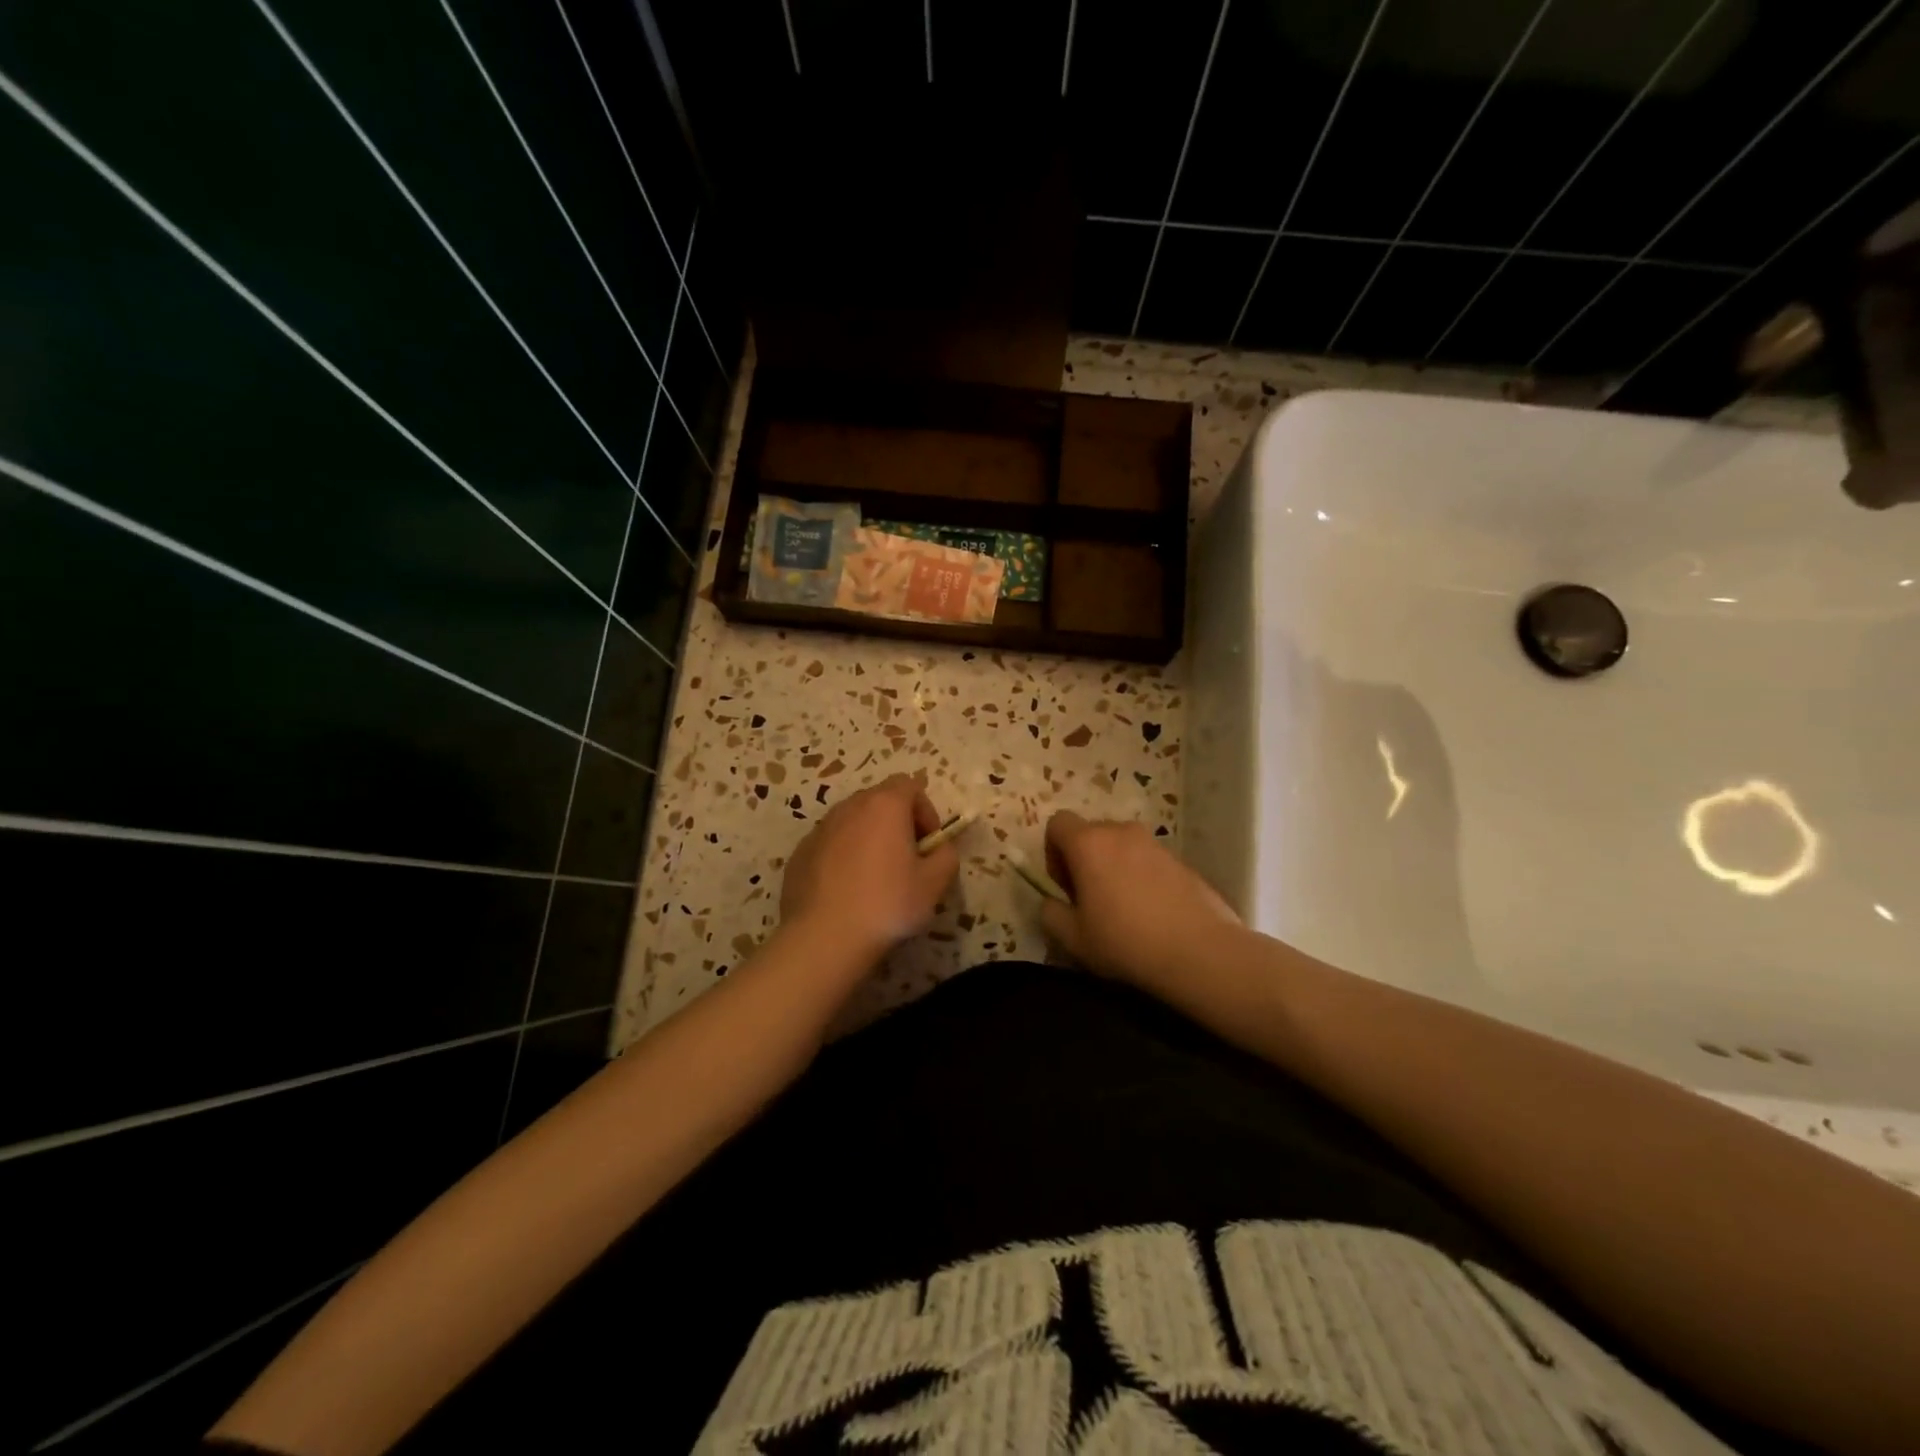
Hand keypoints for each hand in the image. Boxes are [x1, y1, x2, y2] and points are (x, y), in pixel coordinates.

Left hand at [780, 774, 959, 963]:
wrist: (824, 938)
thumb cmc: (887, 904)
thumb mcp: (934, 884)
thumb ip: (946, 856)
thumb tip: (939, 849)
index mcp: (884, 806)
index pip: (909, 785)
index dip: (925, 811)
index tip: (928, 844)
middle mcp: (849, 807)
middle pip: (880, 801)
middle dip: (897, 823)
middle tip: (906, 860)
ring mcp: (820, 829)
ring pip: (853, 822)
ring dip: (868, 839)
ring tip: (875, 878)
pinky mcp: (800, 853)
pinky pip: (830, 844)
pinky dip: (843, 857)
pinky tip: (847, 891)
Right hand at [1040, 811, 1241, 987]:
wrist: (1200, 952)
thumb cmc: (1126, 942)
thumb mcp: (1073, 938)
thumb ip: (1050, 913)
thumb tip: (1051, 901)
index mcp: (1089, 843)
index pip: (1058, 823)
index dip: (1053, 851)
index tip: (1064, 885)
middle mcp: (1121, 832)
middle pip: (1091, 833)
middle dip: (1084, 859)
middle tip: (1090, 899)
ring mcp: (1155, 844)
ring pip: (1122, 846)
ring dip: (1114, 868)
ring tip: (1124, 909)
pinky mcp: (1181, 860)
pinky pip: (1148, 861)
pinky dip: (1141, 877)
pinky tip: (1152, 914)